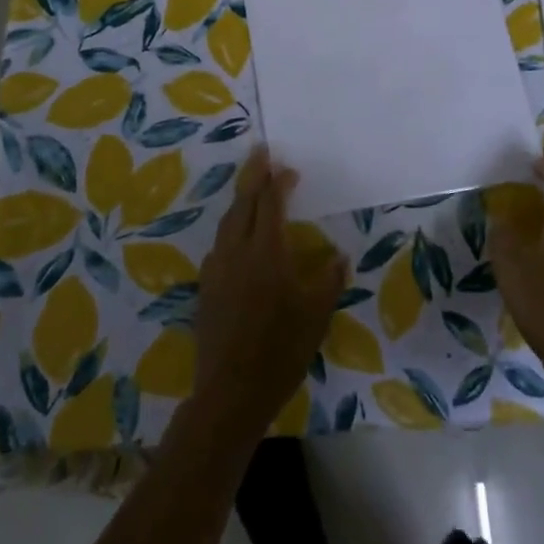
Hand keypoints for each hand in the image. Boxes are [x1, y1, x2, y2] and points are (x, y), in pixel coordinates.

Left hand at [193, 148, 347, 438]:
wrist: (231, 391)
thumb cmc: (281, 350)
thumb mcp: (316, 315)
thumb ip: (328, 279)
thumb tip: (338, 256)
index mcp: (267, 252)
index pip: (271, 203)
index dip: (279, 181)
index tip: (288, 168)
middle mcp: (237, 251)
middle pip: (243, 202)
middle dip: (253, 175)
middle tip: (260, 153)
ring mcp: (217, 268)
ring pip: (227, 222)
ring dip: (240, 201)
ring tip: (251, 190)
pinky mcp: (205, 287)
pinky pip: (219, 245)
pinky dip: (231, 229)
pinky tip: (238, 239)